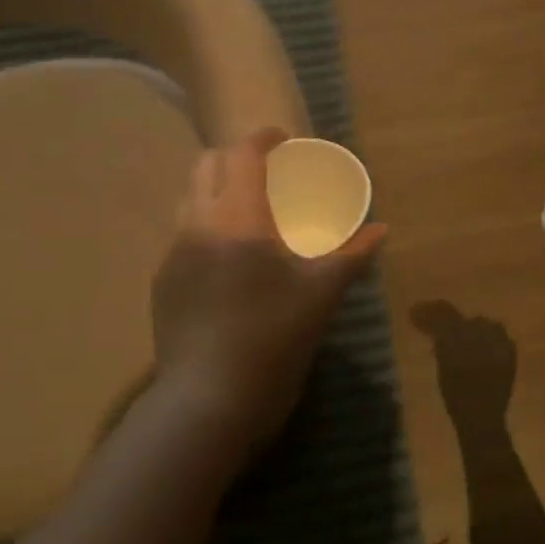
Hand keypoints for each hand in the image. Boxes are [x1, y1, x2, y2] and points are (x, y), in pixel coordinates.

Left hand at [148, 129, 385, 457]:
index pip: (242, 155)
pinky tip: (230, 256)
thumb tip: (381, 230)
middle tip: (268, 172)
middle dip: (236, 157)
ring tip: (249, 209)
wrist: (207, 403)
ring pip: (190, 198)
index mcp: (238, 218)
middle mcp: (198, 225)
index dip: (263, 139)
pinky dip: (207, 223)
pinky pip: (184, 233)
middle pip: (206, 166)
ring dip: (217, 188)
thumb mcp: (322, 293)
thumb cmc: (273, 338)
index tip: (285, 140)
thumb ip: (352, 254)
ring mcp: (174, 255)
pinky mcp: (163, 284)